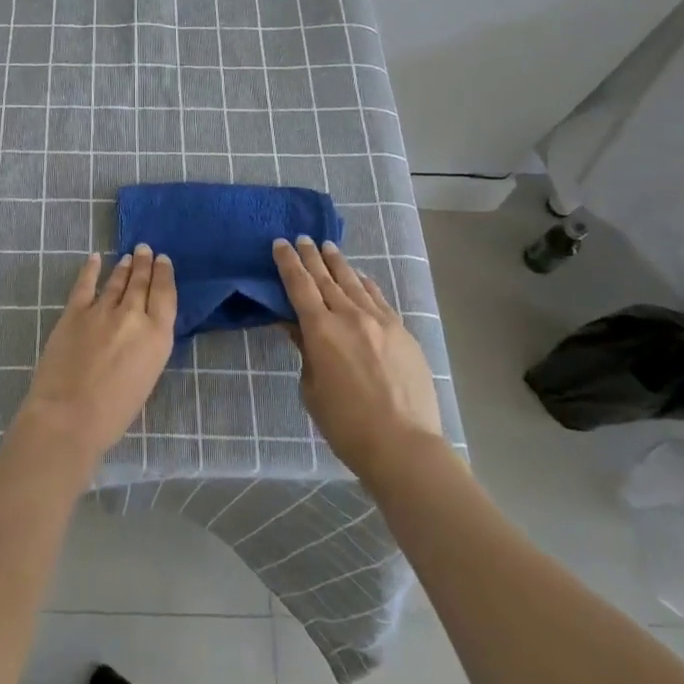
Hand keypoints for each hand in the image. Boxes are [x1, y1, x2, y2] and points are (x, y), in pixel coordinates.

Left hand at [19, 245, 176, 468]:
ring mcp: (102, 310)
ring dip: (124, 268)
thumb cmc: (113, 413)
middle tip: (145, 249)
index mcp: (157, 336)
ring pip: (116, 281)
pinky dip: (90, 269)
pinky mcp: (74, 312)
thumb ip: (146, 347)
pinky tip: (95, 258)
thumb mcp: (146, 377)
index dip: (164, 274)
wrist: (68, 416)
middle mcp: (133, 316)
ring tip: (128, 257)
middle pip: (141, 283)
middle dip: (144, 264)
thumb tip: (140, 330)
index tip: (163, 261)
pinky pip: (85, 284)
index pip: (165, 295)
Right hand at [273, 237, 443, 481]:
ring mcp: (380, 322)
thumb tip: (298, 328)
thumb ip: (306, 352)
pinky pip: (379, 299)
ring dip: (338, 264)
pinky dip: (366, 284)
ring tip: (328, 247)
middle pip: (326, 278)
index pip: (299, 286)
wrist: (403, 444)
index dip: (288, 263)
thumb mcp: (312, 389)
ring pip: (354, 283)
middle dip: (311, 257)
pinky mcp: (402, 332)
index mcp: (320, 330)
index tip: (280, 244)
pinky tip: (361, 277)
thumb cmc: (346, 424)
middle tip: (301, 238)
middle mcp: (349, 316)